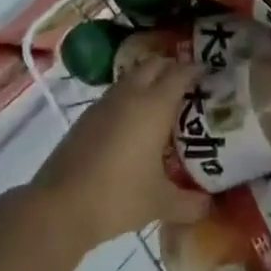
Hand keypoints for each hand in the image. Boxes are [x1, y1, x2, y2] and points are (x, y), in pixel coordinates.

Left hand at [33, 57, 210, 252]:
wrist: (60, 206)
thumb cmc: (118, 196)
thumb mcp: (160, 203)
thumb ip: (190, 203)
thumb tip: (208, 205)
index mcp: (154, 105)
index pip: (180, 73)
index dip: (197, 70)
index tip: (211, 75)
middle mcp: (130, 95)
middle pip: (154, 65)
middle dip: (172, 69)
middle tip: (189, 88)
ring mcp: (104, 103)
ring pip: (132, 78)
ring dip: (149, 82)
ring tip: (164, 106)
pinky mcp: (86, 117)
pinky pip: (116, 96)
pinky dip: (130, 99)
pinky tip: (134, 126)